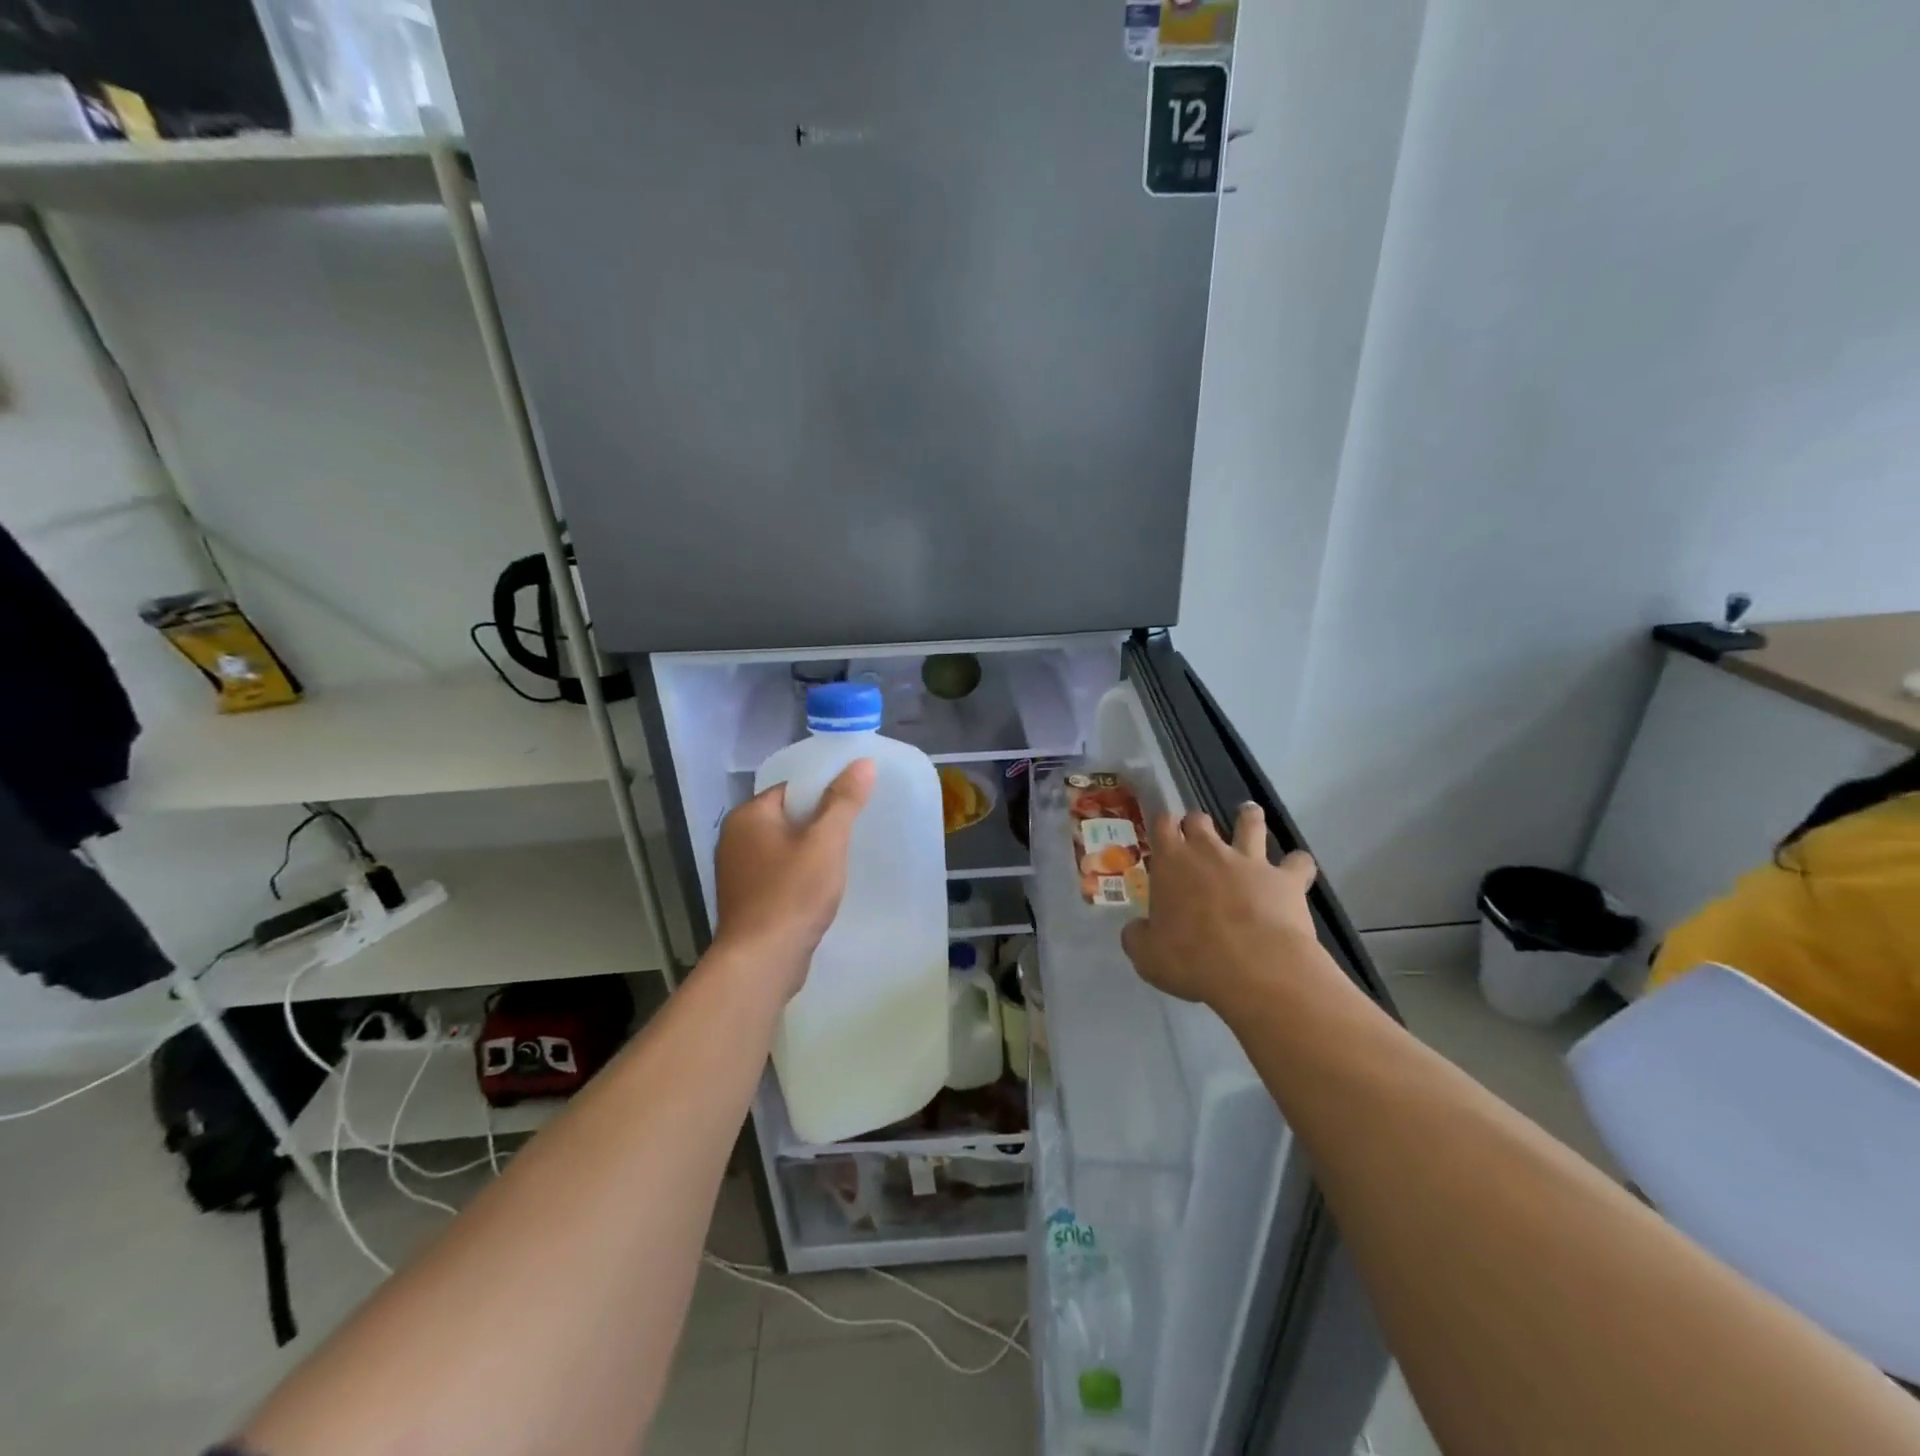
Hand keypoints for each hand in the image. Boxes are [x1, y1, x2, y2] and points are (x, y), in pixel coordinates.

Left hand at [711, 760, 875, 998]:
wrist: (762, 961)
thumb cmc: (792, 893)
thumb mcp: (826, 842)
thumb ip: (843, 801)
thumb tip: (863, 762)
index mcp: (748, 816)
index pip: (791, 789)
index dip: (824, 793)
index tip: (853, 804)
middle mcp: (735, 839)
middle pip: (788, 818)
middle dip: (820, 825)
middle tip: (854, 833)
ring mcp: (737, 872)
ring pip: (784, 848)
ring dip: (811, 853)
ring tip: (842, 861)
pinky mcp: (746, 899)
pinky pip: (779, 874)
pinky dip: (799, 876)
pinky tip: (821, 889)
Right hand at [1121, 804, 1322, 1008]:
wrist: (1255, 968)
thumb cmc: (1192, 960)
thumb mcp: (1147, 956)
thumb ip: (1138, 937)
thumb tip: (1137, 930)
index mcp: (1171, 863)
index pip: (1162, 825)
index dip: (1163, 825)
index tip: (1163, 832)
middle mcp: (1209, 851)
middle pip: (1200, 819)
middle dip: (1197, 823)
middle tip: (1198, 836)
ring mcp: (1251, 861)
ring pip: (1250, 824)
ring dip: (1249, 818)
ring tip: (1249, 815)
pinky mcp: (1287, 879)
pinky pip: (1299, 862)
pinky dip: (1298, 865)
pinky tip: (1298, 871)